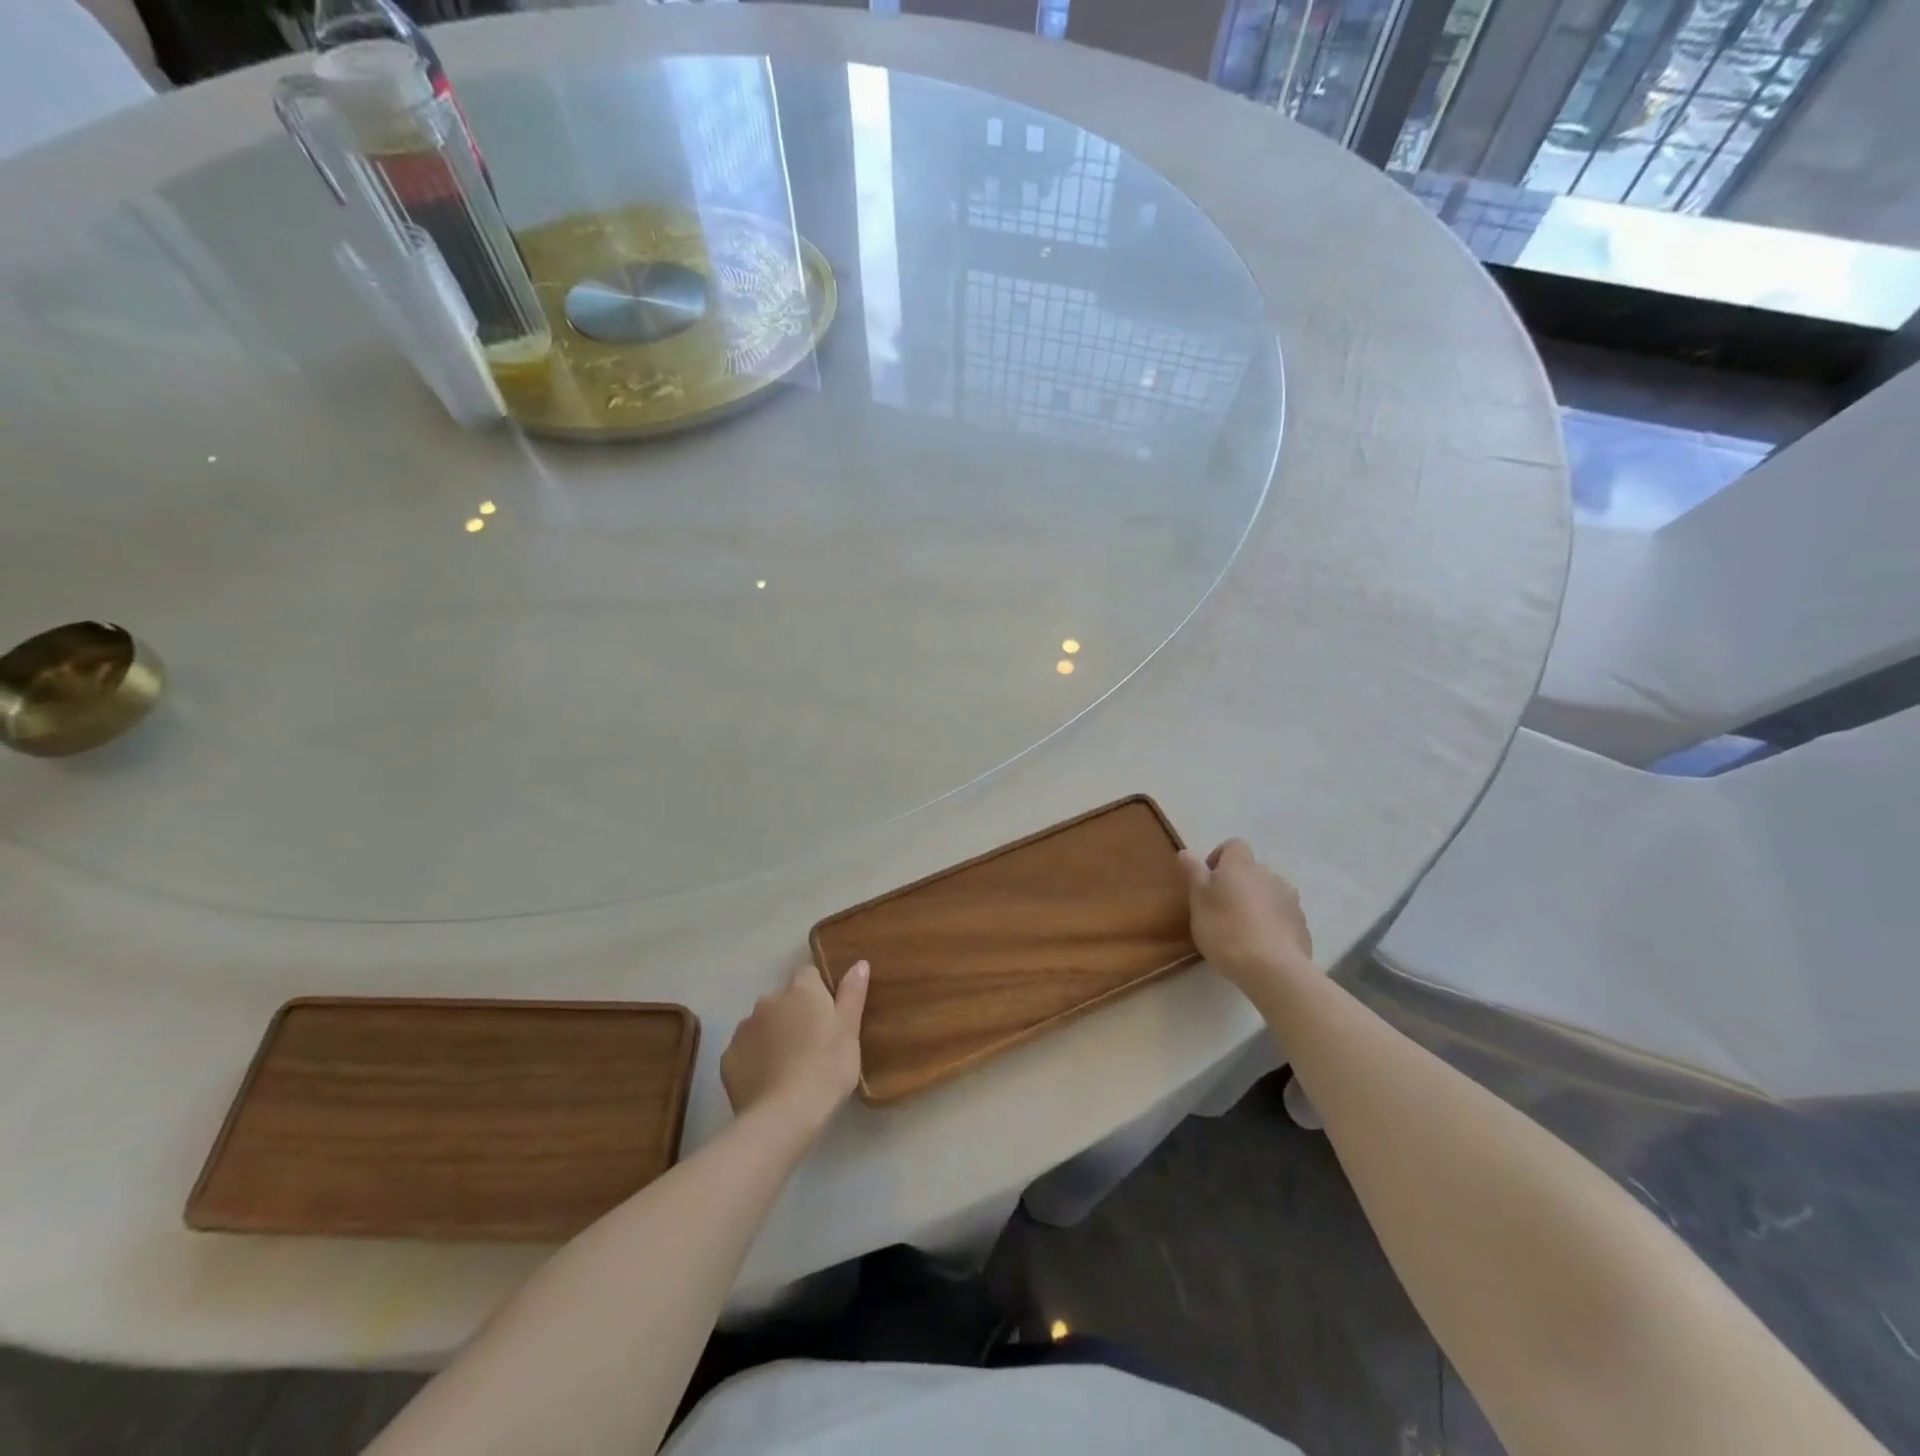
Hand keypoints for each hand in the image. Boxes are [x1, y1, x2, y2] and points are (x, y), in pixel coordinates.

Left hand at [721, 962, 868, 1129]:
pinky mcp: (728, 1057)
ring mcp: (744, 1028)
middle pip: (784, 1000)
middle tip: (812, 1046)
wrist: (783, 1117)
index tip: (828, 1018)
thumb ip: (852, 993)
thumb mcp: (850, 1030)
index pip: (810, 975)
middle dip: (794, 1015)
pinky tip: (768, 1082)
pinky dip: (755, 1059)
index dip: (819, 994)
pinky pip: (745, 1050)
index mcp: (801, 989)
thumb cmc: (827, 1068)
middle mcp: (768, 1000)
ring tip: (789, 1067)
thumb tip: (859, 963)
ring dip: (773, 1036)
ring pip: (762, 1024)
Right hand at [1178, 839, 1314, 991]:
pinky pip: (1283, 915)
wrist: (1272, 969)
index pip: (1233, 845)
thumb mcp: (1198, 901)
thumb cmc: (1225, 930)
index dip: (1219, 858)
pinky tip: (1262, 945)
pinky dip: (1272, 922)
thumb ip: (1194, 874)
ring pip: (1269, 892)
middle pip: (1251, 870)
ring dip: (1257, 902)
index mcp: (1241, 865)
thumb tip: (1186, 852)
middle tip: (1221, 909)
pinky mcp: (1302, 924)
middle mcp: (1269, 874)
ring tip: (1243, 929)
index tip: (1207, 880)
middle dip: (1238, 884)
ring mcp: (1290, 899)